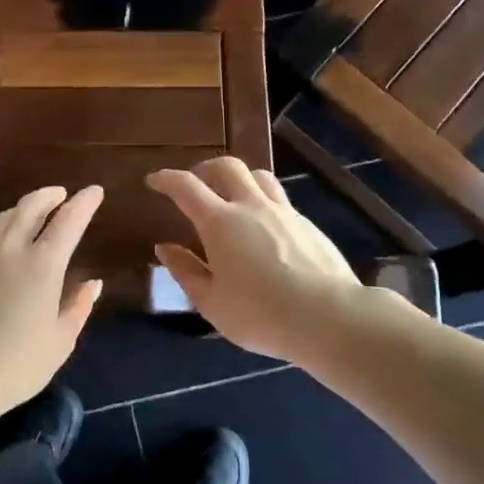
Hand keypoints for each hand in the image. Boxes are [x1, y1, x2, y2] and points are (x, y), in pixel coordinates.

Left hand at [0, 185, 104, 424]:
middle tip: (61, 195)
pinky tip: (2, 241)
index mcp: (42, 264)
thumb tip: (93, 284)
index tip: (94, 191)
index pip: (68, 220)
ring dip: (23, 208)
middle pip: (30, 206)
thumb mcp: (59, 342)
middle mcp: (10, 248)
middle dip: (49, 196)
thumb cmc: (15, 366)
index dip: (83, 203)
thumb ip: (78, 307)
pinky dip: (1, 228)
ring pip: (3, 217)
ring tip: (33, 213)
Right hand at [147, 158, 366, 363]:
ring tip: (232, 197)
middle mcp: (251, 206)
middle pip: (226, 166)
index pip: (186, 187)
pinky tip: (264, 227)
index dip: (166, 178)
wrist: (330, 317)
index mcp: (220, 223)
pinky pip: (280, 199)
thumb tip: (164, 248)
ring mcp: (284, 212)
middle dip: (205, 168)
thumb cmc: (261, 315)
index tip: (154, 180)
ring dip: (239, 178)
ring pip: (259, 175)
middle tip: (195, 183)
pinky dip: (263, 201)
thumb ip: (185, 271)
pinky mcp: (308, 224)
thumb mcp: (211, 302)